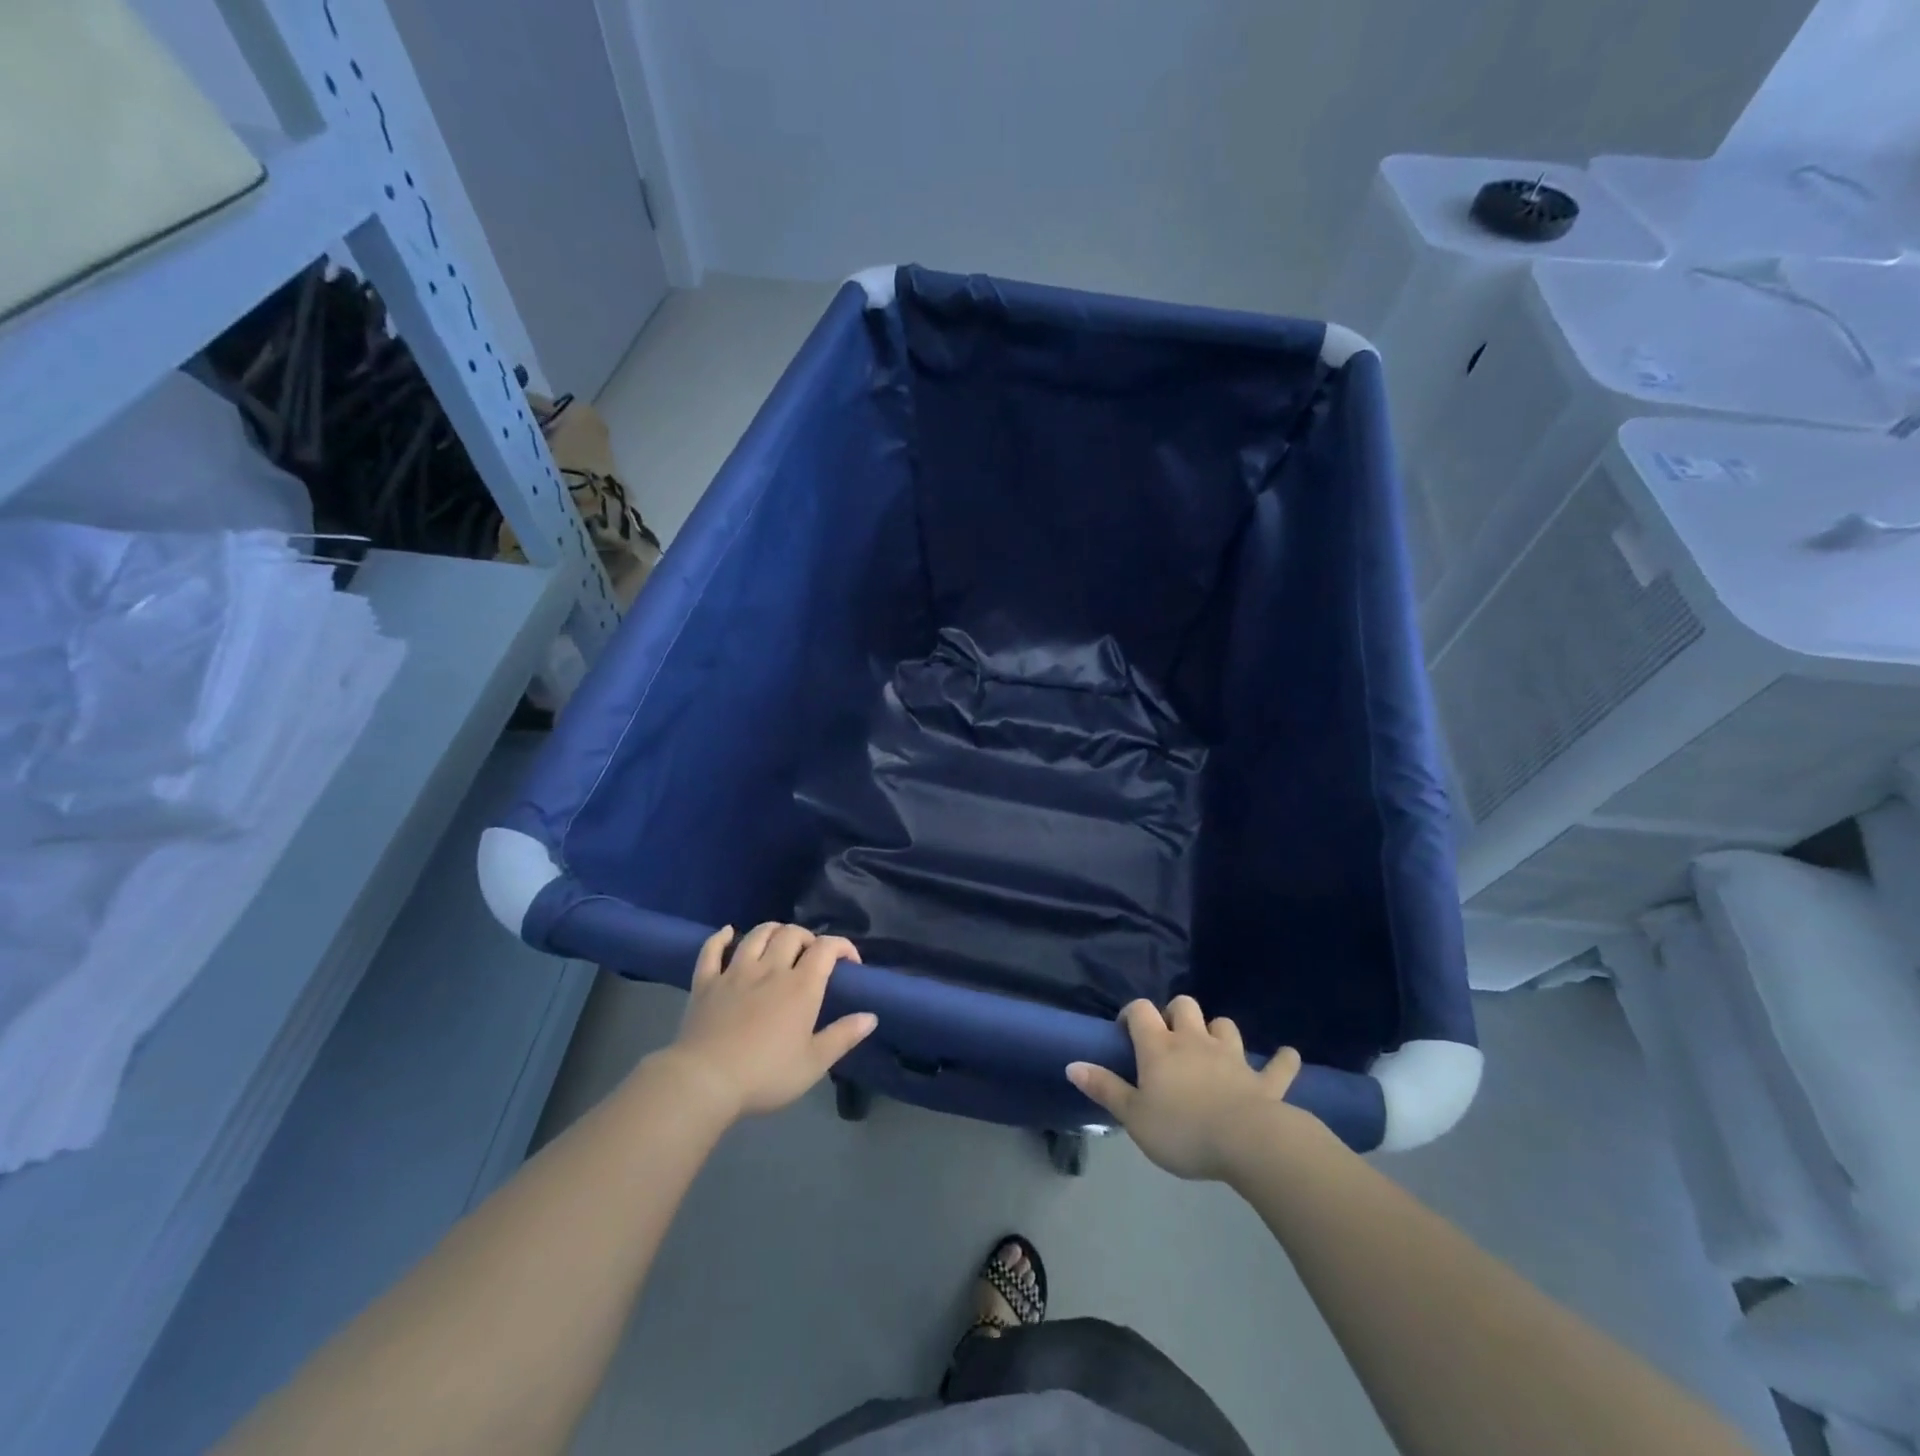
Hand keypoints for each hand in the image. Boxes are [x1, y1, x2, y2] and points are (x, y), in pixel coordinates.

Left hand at [656, 922, 875, 1120]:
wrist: (704, 1082)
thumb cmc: (765, 1075)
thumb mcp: (813, 1063)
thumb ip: (843, 1036)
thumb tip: (871, 1016)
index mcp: (800, 986)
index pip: (826, 948)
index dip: (842, 946)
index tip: (850, 961)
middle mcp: (770, 969)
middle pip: (791, 934)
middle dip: (807, 938)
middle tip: (811, 956)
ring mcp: (735, 972)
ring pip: (757, 935)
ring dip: (773, 931)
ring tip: (780, 941)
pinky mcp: (706, 982)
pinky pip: (712, 950)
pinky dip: (721, 937)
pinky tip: (729, 933)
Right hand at [1068, 996, 1306, 1181]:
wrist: (1248, 1143)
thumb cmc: (1182, 1130)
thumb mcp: (1133, 1116)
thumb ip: (1104, 1088)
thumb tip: (1072, 1064)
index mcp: (1160, 1047)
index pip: (1141, 1011)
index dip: (1132, 1014)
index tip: (1126, 1031)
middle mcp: (1195, 1041)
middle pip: (1184, 1006)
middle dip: (1175, 1013)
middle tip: (1168, 1038)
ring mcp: (1232, 1058)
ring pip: (1225, 1026)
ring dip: (1218, 1031)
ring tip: (1212, 1046)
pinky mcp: (1265, 1081)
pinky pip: (1278, 1066)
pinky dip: (1282, 1061)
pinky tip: (1287, 1057)